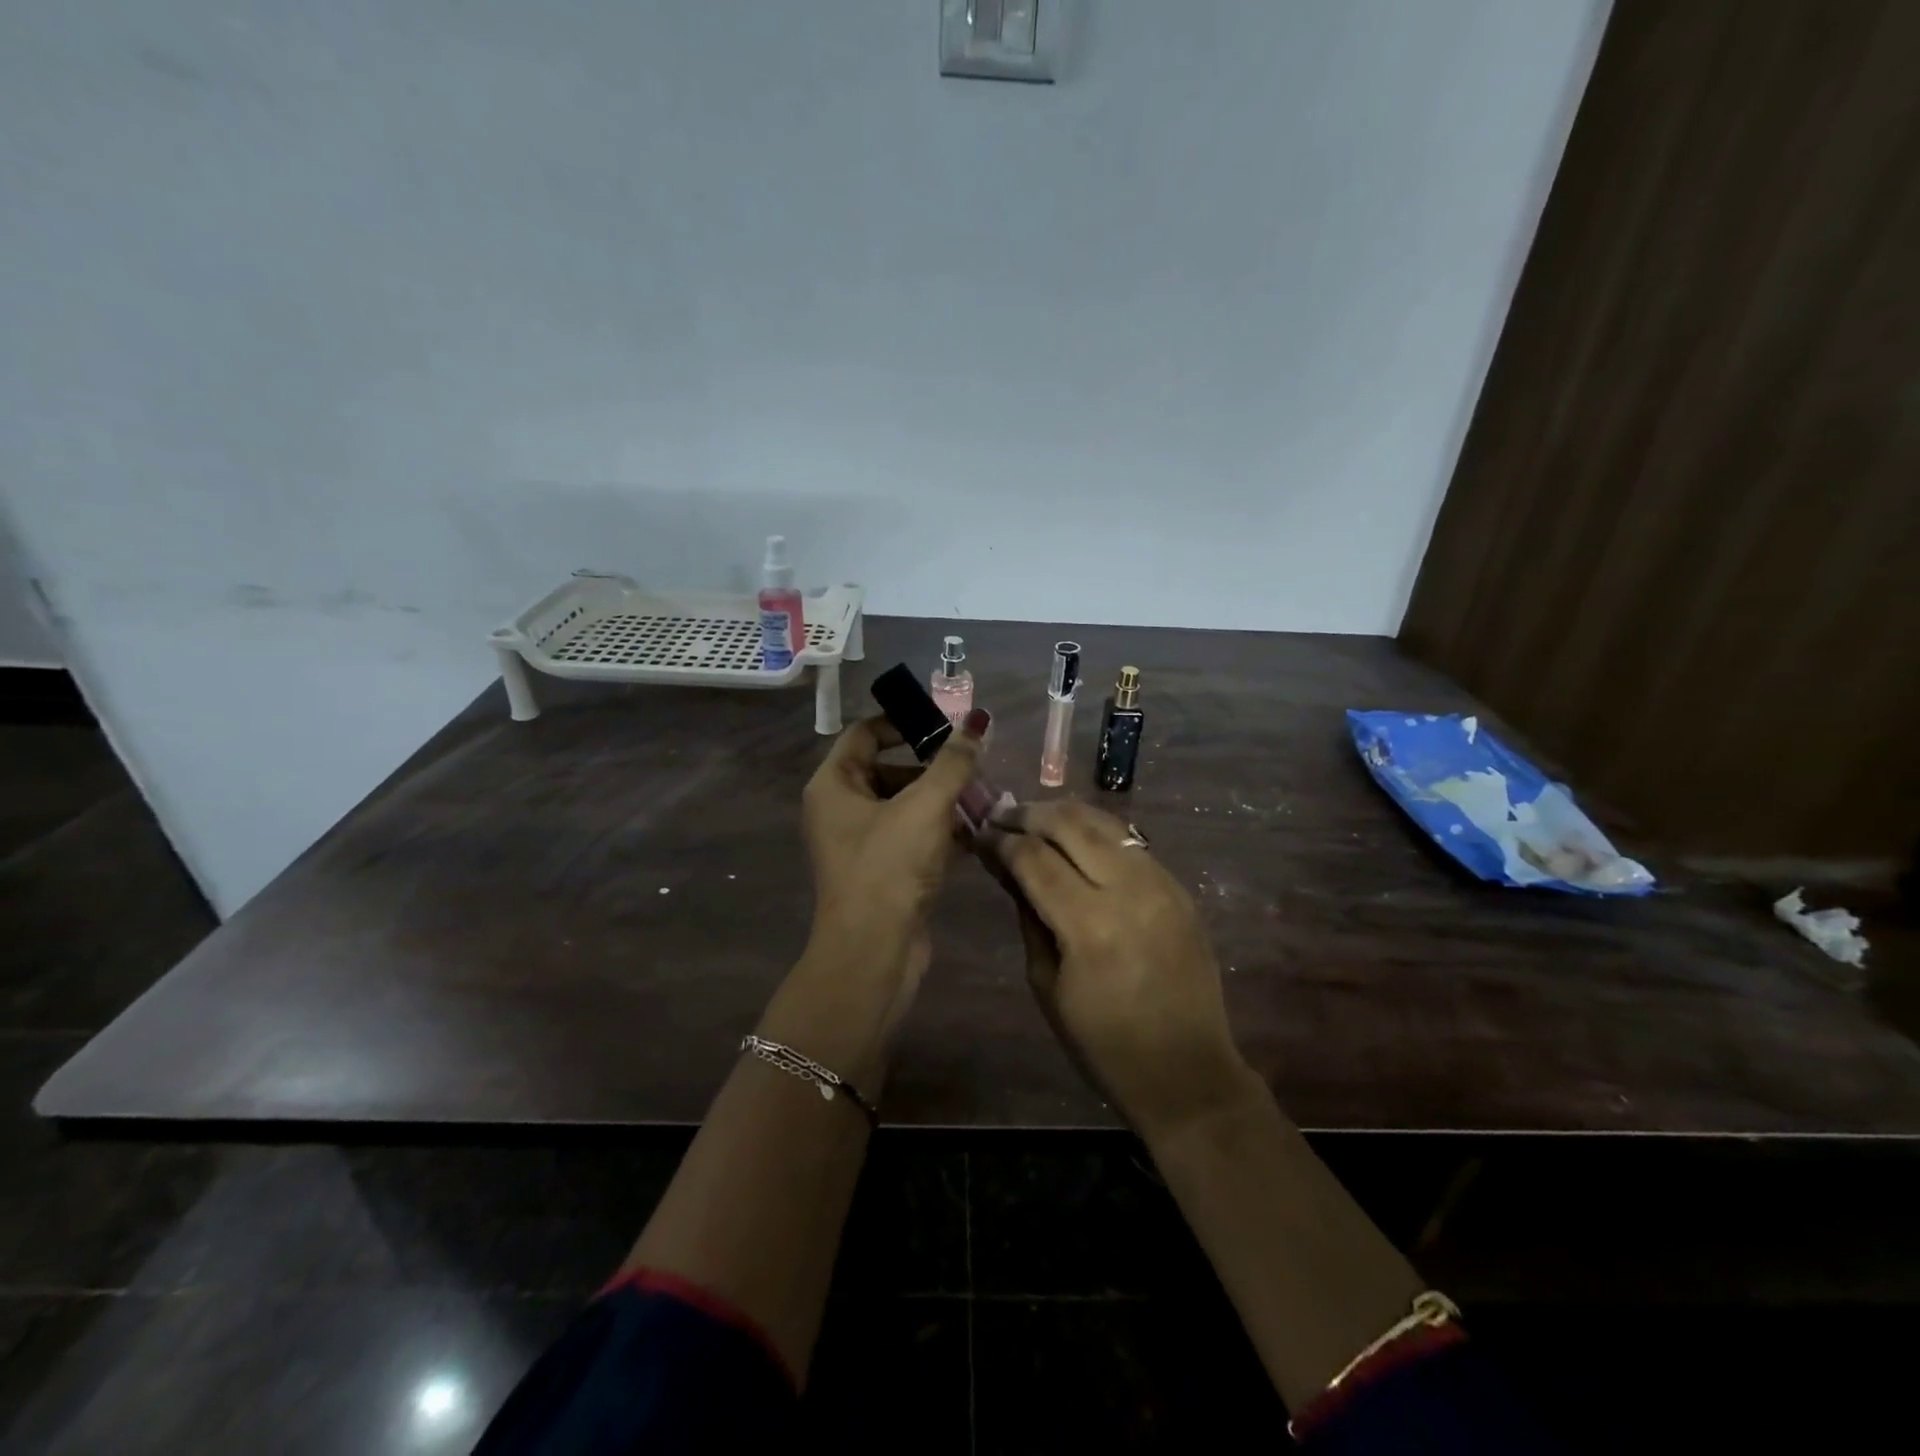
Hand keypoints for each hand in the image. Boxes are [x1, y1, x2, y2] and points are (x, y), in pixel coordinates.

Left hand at [800, 711, 986, 976]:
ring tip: (986, 797)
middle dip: (934, 767)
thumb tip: (976, 721)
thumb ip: (953, 762)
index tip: (946, 724)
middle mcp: (841, 809)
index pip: (865, 733)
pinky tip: (978, 831)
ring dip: (943, 800)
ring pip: (906, 805)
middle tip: (974, 765)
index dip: (904, 722)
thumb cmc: (889, 867)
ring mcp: (861, 843)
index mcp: (834, 785)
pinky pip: (913, 836)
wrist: (873, 952)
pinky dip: (941, 830)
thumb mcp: (925, 807)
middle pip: (889, 769)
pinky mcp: (883, 871)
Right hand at [983, 799, 1256, 1135]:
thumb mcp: (1047, 984)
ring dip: (1064, 814)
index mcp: (1089, 925)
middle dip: (1029, 813)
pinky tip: (1077, 840)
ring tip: (1035, 817)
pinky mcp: (1179, 887)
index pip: (1034, 857)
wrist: (1187, 1070)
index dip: (1001, 840)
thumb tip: (1009, 869)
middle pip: (1069, 824)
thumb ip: (1028, 917)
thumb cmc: (1103, 1043)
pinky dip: (1097, 832)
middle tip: (1002, 814)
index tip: (980, 832)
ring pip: (1104, 822)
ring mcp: (1161, 883)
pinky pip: (1131, 842)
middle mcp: (1128, 890)